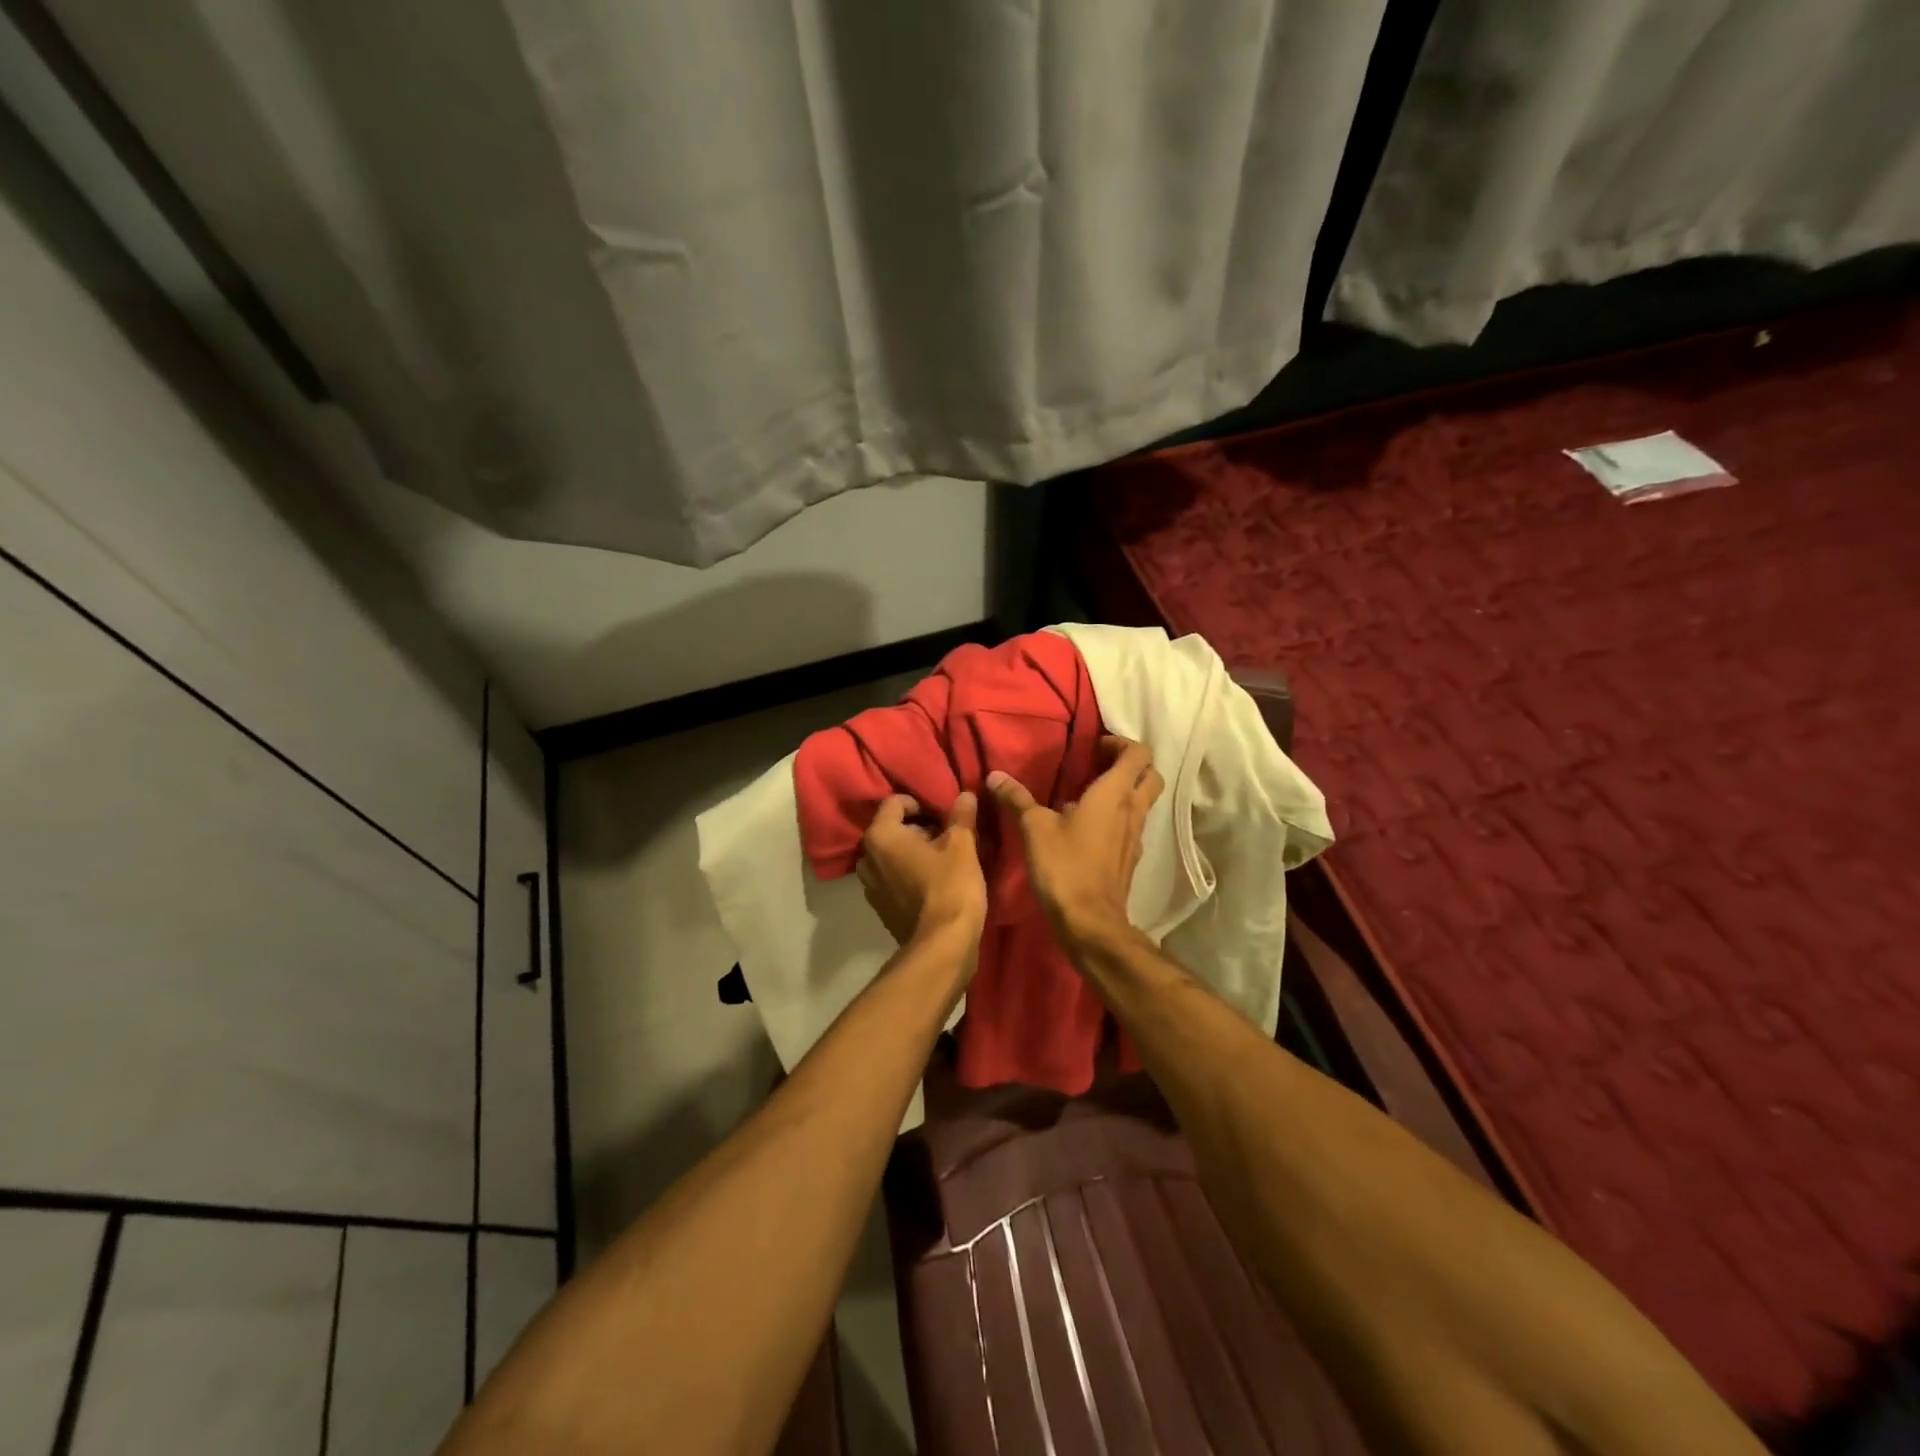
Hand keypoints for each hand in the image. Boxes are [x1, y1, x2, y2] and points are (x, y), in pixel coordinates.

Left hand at [855, 792, 987, 949]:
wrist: (943, 945)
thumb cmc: (950, 886)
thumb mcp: (962, 845)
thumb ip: (961, 816)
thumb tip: (965, 795)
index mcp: (880, 836)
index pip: (895, 802)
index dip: (921, 803)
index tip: (943, 815)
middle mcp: (866, 858)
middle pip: (892, 829)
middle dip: (918, 828)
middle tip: (947, 837)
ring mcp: (869, 886)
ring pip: (891, 856)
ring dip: (913, 852)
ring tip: (942, 860)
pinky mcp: (880, 908)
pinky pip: (892, 878)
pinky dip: (908, 874)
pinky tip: (933, 883)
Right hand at [987, 736, 1162, 945]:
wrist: (1090, 922)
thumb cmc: (1064, 867)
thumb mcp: (1034, 829)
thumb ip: (1017, 799)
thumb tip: (995, 776)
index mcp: (1114, 794)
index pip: (1138, 754)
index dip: (1120, 743)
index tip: (1094, 747)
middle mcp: (1132, 811)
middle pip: (1151, 775)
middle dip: (1130, 765)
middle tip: (1098, 765)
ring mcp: (1135, 837)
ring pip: (1143, 802)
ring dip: (1125, 792)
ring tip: (1088, 794)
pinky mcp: (1130, 859)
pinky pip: (1131, 826)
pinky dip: (1117, 818)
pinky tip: (1087, 828)